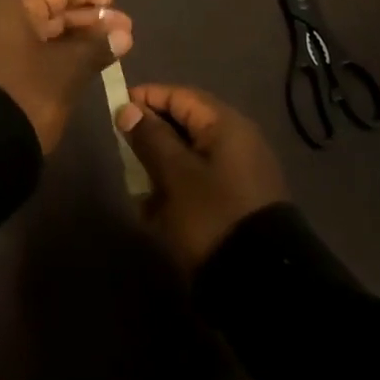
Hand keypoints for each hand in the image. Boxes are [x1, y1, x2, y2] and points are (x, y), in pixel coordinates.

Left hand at [0, 0, 133, 152]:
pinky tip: (86, 60)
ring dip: (76, 36)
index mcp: (8, 6)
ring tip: (114, 43)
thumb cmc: (24, 94)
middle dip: (87, 17)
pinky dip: (59, 52)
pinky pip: (32, 49)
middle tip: (124, 25)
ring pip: (41, 31)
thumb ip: (96, 46)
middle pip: (48, 8)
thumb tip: (123, 33)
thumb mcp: (66, 70)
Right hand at [116, 84, 288, 271]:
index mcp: (225, 124)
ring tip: (139, 191)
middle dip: (151, 138)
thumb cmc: (213, 216)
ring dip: (160, 168)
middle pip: (183, 124)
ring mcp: (239, 172)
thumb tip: (129, 109)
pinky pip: (199, 181)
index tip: (115, 112)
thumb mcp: (175, 175)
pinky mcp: (237, 200)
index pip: (178, 95)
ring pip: (188, 155)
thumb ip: (150, 138)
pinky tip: (157, 213)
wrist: (263, 285)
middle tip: (124, 154)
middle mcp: (236, 140)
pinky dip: (177, 189)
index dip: (145, 99)